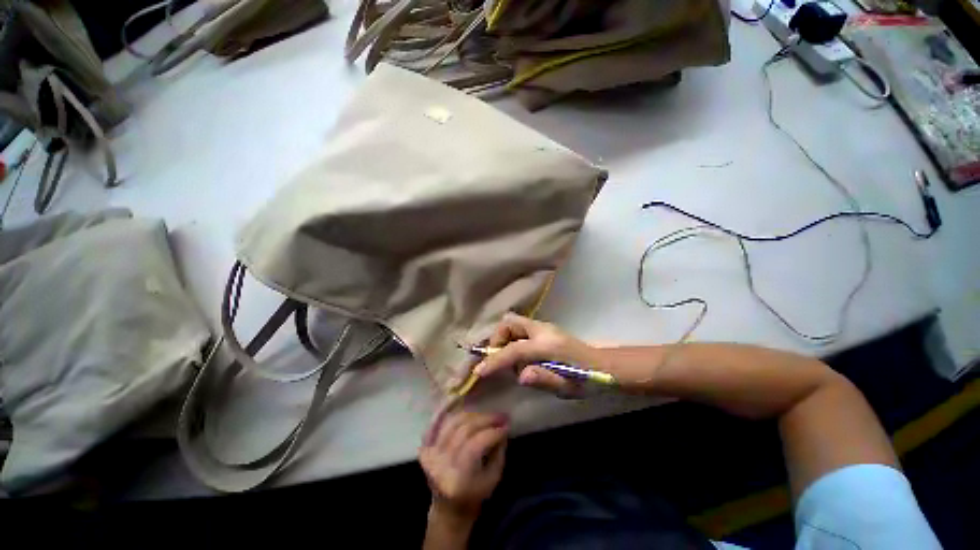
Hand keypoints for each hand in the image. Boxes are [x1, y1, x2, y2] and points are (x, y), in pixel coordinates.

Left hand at [420, 410, 508, 519]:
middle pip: (465, 430)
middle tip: (500, 416)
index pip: (477, 444)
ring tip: (487, 416)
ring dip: (474, 415)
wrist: (448, 507)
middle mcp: (441, 463)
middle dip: (486, 419)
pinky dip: (457, 415)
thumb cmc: (475, 494)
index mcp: (458, 478)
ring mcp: (431, 454)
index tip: (507, 425)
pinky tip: (469, 412)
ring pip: (454, 422)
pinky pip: (442, 423)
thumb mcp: (493, 478)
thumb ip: (499, 452)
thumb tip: (503, 426)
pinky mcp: (426, 447)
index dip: (493, 432)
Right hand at [473, 313, 604, 397]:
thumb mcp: (567, 387)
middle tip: (498, 360)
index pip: (514, 349)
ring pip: (513, 323)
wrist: (603, 365)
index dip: (495, 360)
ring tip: (511, 361)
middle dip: (497, 339)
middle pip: (509, 322)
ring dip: (504, 339)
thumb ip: (543, 379)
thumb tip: (520, 376)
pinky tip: (520, 357)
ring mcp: (543, 327)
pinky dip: (512, 339)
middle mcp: (543, 330)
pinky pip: (519, 328)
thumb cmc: (586, 380)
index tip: (479, 371)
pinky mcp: (543, 329)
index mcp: (548, 345)